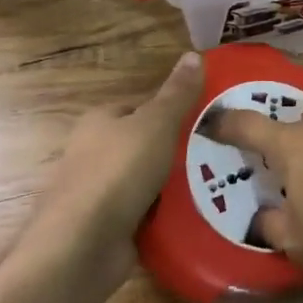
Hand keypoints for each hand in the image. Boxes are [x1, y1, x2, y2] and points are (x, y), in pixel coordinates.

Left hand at [27, 52, 202, 293]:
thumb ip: (177, 93)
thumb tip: (194, 54)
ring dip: (177, 184)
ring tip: (221, 181)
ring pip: (149, 181)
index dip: (174, 109)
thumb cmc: (117, 172)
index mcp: (100, 121)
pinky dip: (168, 214)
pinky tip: (198, 212)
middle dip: (179, 149)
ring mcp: (101, 194)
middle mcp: (95, 153)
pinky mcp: (110, 229)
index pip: (141, 106)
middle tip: (221, 150)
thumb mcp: (156, 123)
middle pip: (146, 144)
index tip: (209, 117)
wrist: (81, 248)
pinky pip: (148, 214)